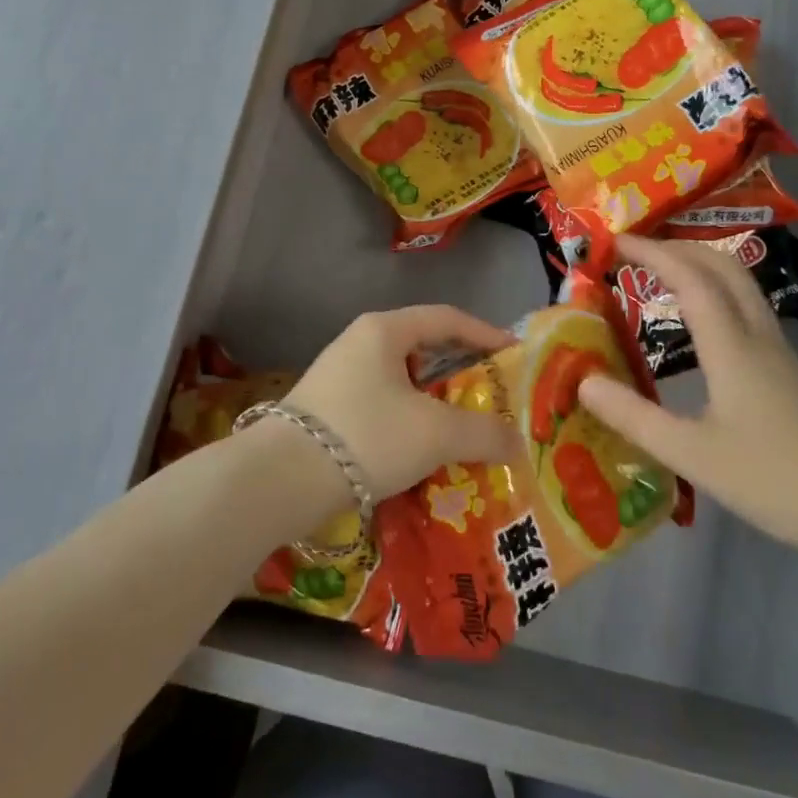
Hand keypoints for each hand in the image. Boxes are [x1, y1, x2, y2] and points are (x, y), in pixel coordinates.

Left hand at [286, 306, 524, 501]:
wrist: (280, 479)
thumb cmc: (366, 435)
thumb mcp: (434, 433)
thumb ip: (483, 433)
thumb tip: (517, 442)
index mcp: (384, 330)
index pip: (446, 318)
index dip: (485, 333)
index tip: (513, 355)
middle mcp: (360, 343)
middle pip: (423, 349)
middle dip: (461, 373)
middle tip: (491, 398)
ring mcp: (339, 376)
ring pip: (402, 382)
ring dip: (435, 404)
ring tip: (463, 432)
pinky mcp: (327, 410)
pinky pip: (382, 406)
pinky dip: (409, 423)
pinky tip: (422, 454)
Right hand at [576, 236, 797, 556]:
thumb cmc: (775, 480)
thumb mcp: (691, 455)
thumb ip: (633, 417)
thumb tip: (583, 380)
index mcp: (732, 348)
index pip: (690, 279)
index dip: (652, 253)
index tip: (615, 241)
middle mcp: (758, 337)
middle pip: (724, 268)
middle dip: (680, 247)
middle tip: (638, 251)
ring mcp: (780, 354)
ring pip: (741, 287)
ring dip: (701, 267)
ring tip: (663, 276)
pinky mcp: (791, 375)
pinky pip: (748, 312)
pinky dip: (716, 295)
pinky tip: (701, 327)